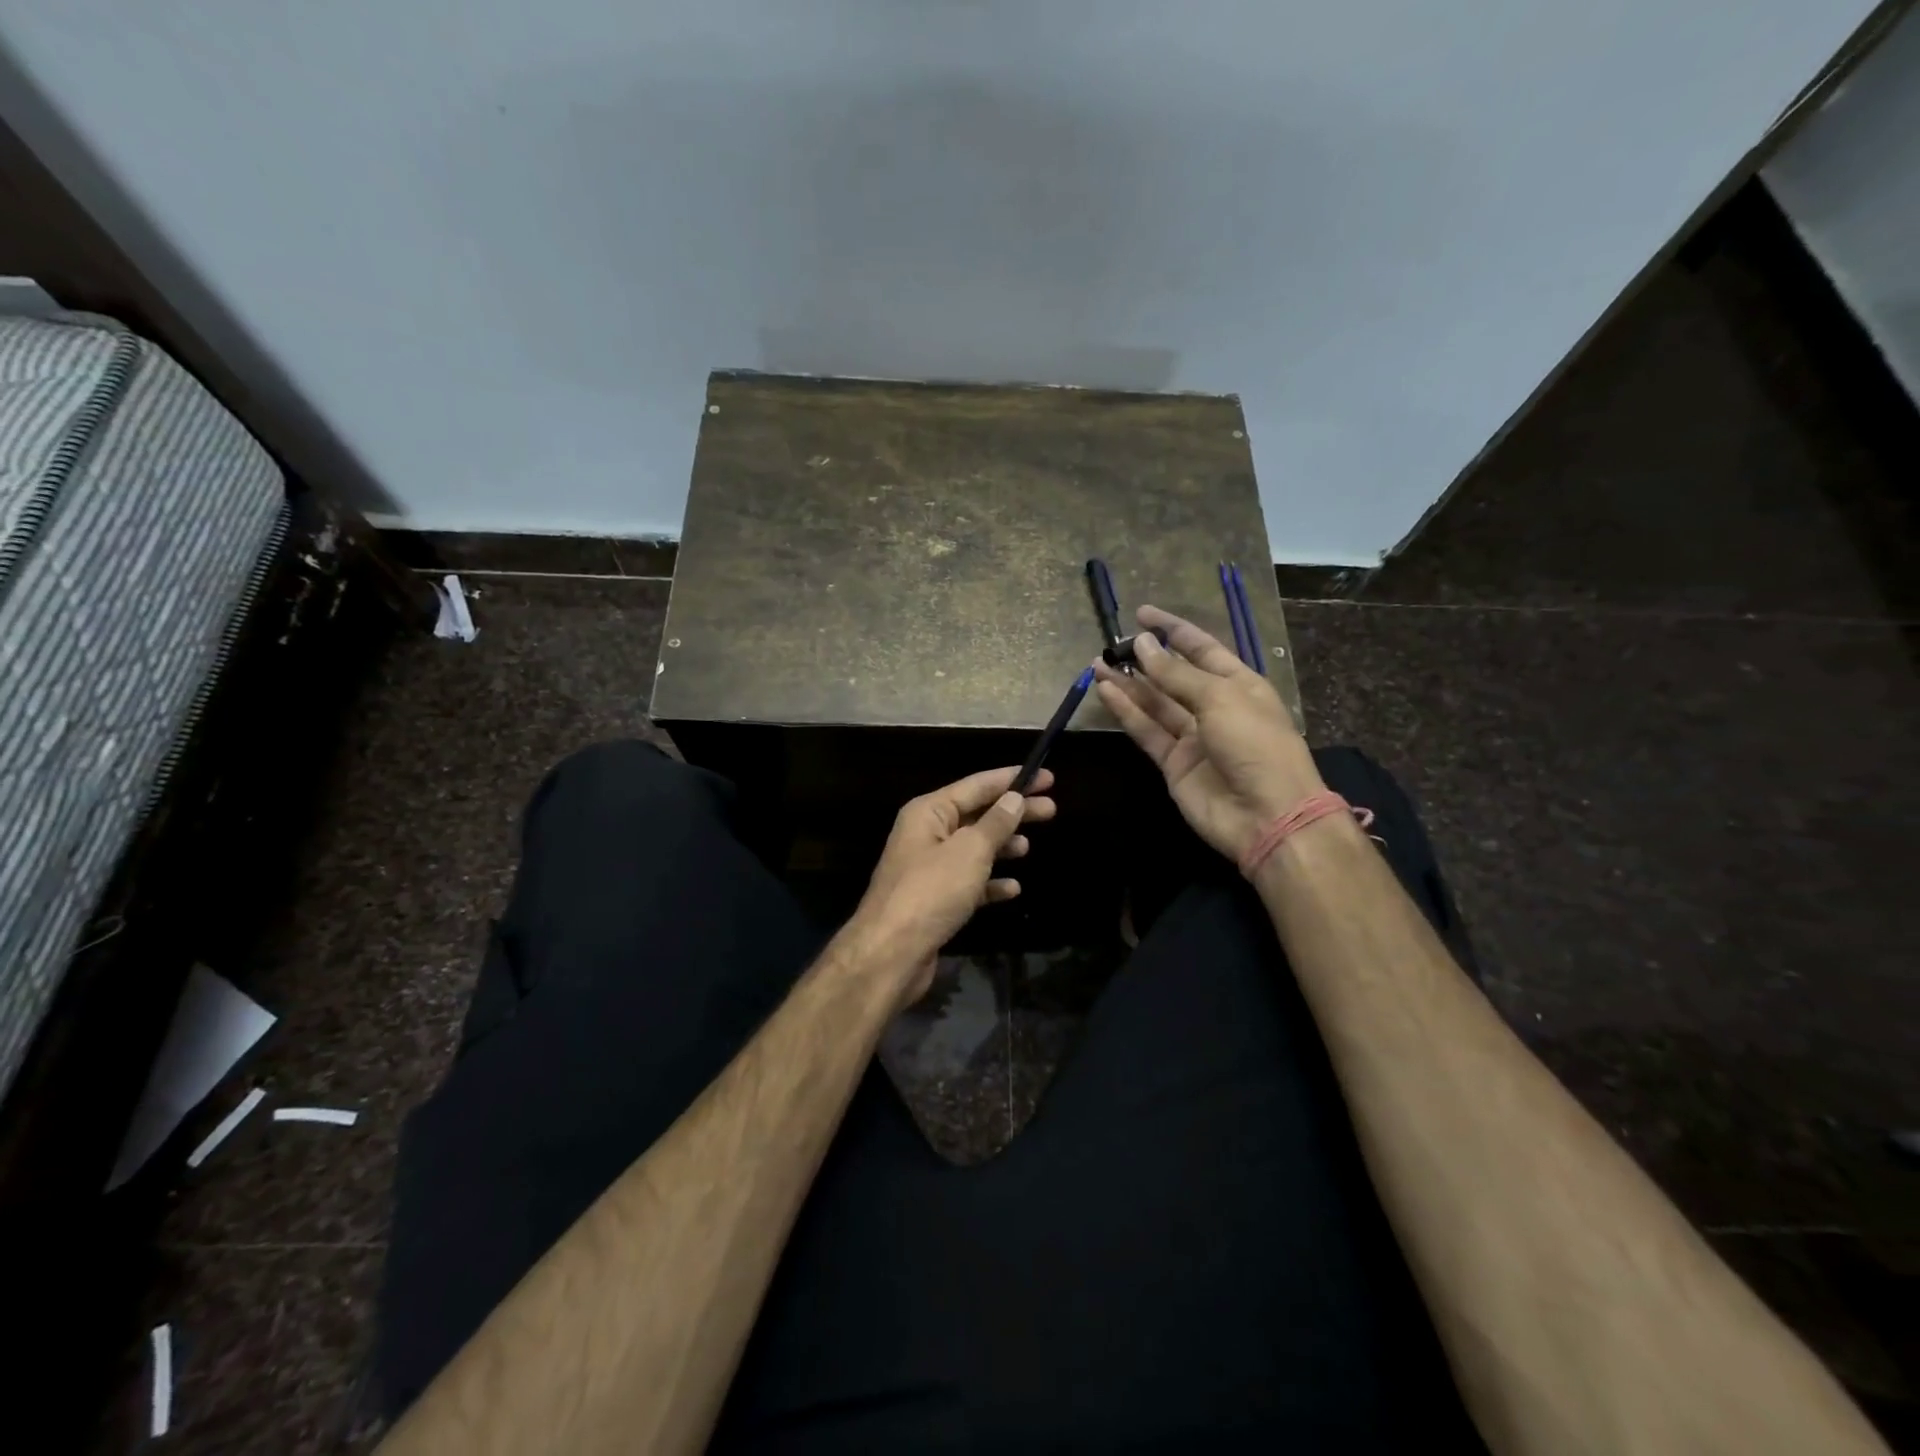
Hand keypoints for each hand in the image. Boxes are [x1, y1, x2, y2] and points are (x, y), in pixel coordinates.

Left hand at [844, 766, 1056, 1006]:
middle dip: (1013, 812)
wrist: (891, 953)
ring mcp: (929, 868)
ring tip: (1029, 846)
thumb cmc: (931, 891)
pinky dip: (990, 882)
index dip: (1012, 779)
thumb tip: (1014, 797)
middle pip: (977, 815)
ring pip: (973, 848)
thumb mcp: (970, 851)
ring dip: (1001, 846)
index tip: (1046, 777)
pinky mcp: (934, 900)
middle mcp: (926, 834)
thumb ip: (996, 823)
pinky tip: (1013, 888)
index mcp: (929, 812)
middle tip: (1051, 809)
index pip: (976, 785)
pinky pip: (969, 882)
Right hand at [1094, 605, 1322, 863]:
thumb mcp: (1219, 698)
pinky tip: (1106, 691)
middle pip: (1174, 676)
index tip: (1142, 614)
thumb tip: (1141, 644)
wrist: (1267, 815)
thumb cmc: (1255, 744)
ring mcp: (1193, 737)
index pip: (1201, 648)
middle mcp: (1215, 707)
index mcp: (1239, 684)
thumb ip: (1175, 673)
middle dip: (1145, 658)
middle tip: (1112, 643)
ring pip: (1155, 703)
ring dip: (1128, 684)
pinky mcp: (1173, 763)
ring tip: (1098, 664)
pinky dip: (1127, 712)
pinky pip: (1146, 731)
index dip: (1173, 629)